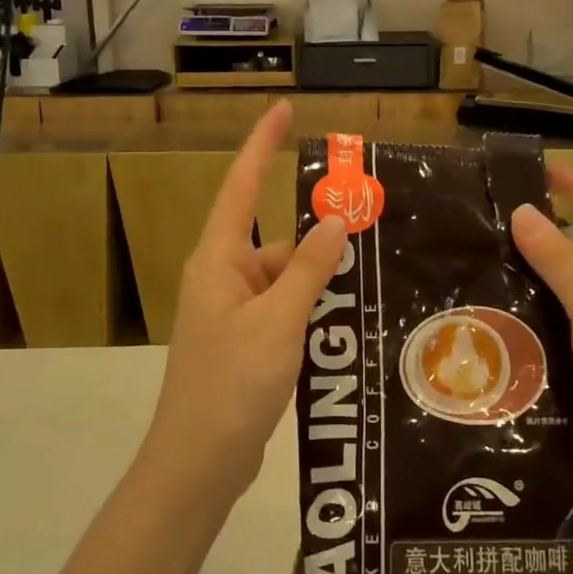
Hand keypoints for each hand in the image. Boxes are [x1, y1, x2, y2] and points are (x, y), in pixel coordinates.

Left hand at [145, 101, 347, 502]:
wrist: (198, 464)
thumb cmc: (231, 385)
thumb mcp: (278, 322)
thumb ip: (308, 269)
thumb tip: (334, 220)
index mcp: (218, 261)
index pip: (240, 188)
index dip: (261, 146)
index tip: (283, 110)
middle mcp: (224, 279)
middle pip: (277, 241)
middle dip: (318, 238)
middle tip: (372, 227)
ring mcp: (235, 313)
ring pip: (287, 279)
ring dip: (322, 281)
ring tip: (374, 280)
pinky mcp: (247, 343)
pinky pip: (286, 310)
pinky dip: (314, 310)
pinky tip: (351, 319)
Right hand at [510, 167, 572, 501]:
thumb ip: (559, 261)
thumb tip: (523, 212)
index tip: (533, 170)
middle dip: (536, 238)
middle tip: (483, 225)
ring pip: (561, 294)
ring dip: (527, 282)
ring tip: (473, 267)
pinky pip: (555, 329)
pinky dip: (528, 320)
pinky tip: (489, 317)